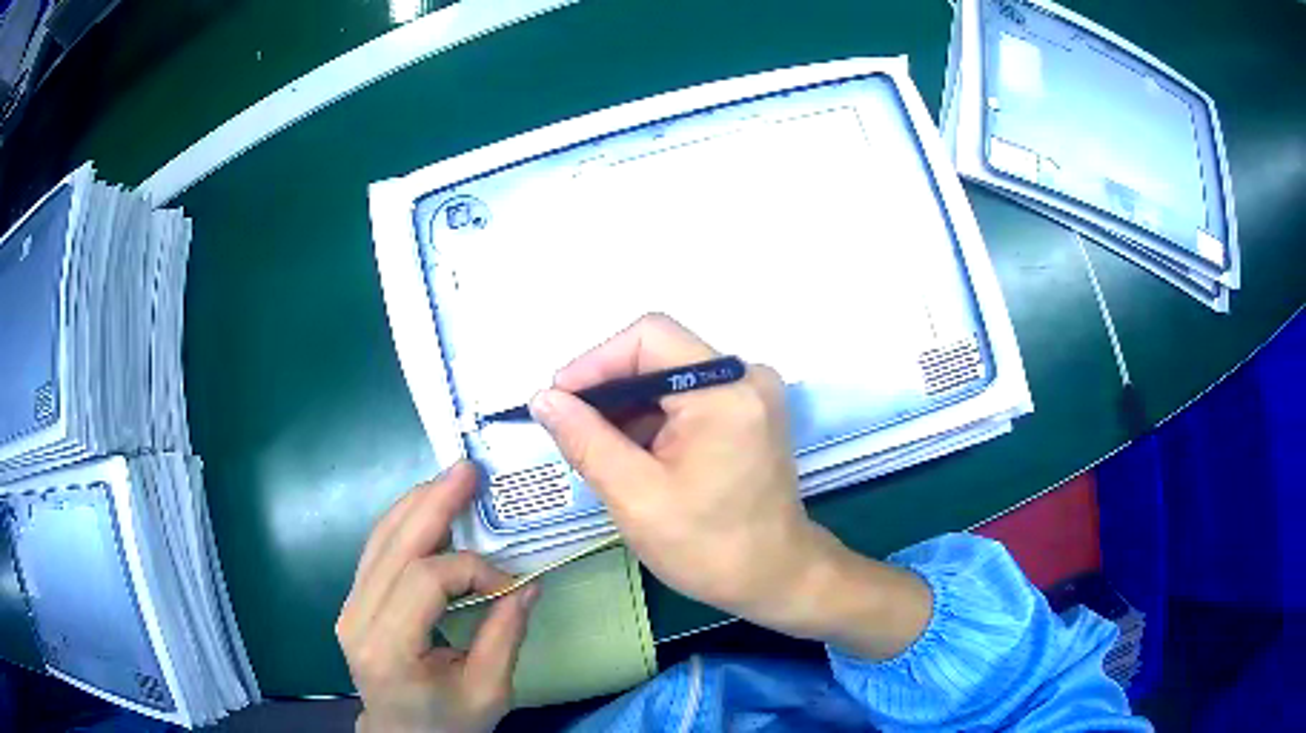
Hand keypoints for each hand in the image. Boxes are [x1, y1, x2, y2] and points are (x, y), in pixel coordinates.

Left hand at [337, 461, 538, 732]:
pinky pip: (377, 551)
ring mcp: (349, 606)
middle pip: (394, 546)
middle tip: (467, 470)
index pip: (425, 581)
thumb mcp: (488, 692)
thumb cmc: (447, 723)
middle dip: (434, 504)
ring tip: (451, 481)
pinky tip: (428, 509)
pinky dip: (405, 524)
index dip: (470, 568)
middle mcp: (357, 618)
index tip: (508, 581)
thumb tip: (528, 581)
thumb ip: (505, 635)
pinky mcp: (354, 601)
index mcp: (388, 648)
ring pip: (380, 539)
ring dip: (417, 505)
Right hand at [530, 314, 931, 659]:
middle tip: (569, 428)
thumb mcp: (636, 497)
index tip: (557, 401)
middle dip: (608, 388)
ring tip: (595, 446)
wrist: (775, 578)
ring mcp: (750, 392)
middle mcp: (745, 376)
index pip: (648, 338)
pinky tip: (629, 451)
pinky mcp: (748, 411)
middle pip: (659, 353)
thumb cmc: (708, 547)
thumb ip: (586, 440)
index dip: (595, 362)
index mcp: (725, 390)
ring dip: (627, 405)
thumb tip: (544, 399)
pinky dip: (652, 417)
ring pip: (670, 374)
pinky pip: (688, 395)